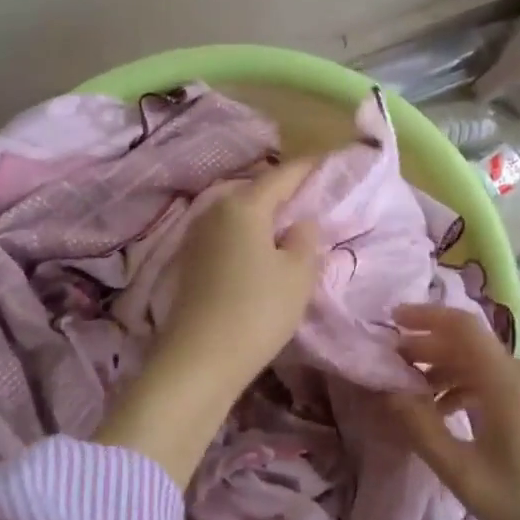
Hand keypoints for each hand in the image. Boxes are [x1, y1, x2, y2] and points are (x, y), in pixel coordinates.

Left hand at [93, 160, 322, 485]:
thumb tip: (300, 222)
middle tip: (312, 194)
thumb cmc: (257, 310)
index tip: (328, 160)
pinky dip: (248, 234)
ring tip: (290, 222)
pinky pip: (228, 234)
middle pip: (256, 190)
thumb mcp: (298, 274)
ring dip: (264, 215)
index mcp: (244, 205)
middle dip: (284, 190)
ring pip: (240, 213)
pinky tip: (262, 250)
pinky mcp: (191, 260)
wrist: (198, 359)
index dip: (308, 167)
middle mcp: (216, 210)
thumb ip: (306, 239)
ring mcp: (198, 235)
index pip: (283, 175)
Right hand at [387, 304, 519, 519]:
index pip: (461, 325)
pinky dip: (471, 386)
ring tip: (418, 396)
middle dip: (429, 348)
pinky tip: (455, 414)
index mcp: (507, 382)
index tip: (392, 321)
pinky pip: (502, 381)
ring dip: (448, 371)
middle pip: (470, 344)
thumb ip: (423, 430)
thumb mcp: (468, 477)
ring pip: (485, 364)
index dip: (424, 316)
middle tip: (394, 365)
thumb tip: (392, 394)